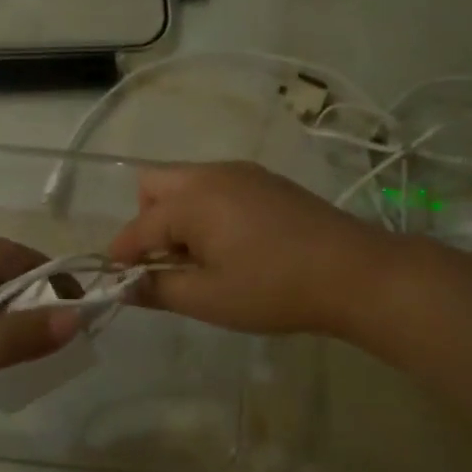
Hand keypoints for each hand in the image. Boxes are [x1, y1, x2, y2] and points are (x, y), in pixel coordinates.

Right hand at [107, 161, 396, 337]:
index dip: (122, 255)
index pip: (138, 226)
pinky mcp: (266, 181)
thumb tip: (124, 286)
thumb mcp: (209, 298)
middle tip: (165, 263)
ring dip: (176, 215)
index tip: (116, 281)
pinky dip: (205, 210)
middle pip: (154, 186)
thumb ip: (158, 290)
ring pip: (186, 183)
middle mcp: (211, 174)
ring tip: (201, 259)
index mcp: (192, 200)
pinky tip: (232, 245)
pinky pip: (216, 186)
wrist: (355, 272)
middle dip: (146, 222)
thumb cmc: (274, 289)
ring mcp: (242, 173)